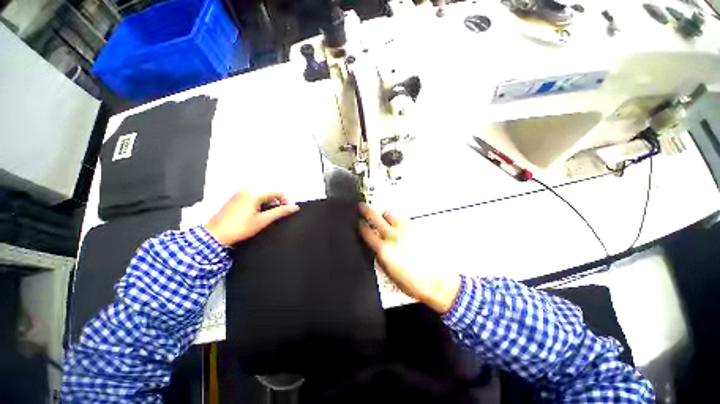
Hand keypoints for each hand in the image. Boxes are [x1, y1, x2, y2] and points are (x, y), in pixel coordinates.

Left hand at [206, 190, 298, 245]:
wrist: (214, 236)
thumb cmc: (240, 228)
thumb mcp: (263, 220)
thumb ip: (280, 212)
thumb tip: (294, 207)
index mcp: (254, 193)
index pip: (277, 192)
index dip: (286, 201)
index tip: (288, 211)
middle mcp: (246, 190)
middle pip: (269, 194)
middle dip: (276, 203)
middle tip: (278, 216)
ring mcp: (239, 194)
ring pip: (261, 197)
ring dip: (268, 205)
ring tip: (268, 217)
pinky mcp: (234, 199)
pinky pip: (253, 199)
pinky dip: (259, 205)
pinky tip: (257, 215)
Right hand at [359, 205, 460, 313]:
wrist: (440, 282)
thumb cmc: (413, 283)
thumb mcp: (390, 275)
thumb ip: (380, 257)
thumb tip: (375, 247)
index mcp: (384, 250)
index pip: (367, 232)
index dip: (360, 225)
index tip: (358, 222)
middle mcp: (393, 236)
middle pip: (375, 217)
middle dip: (366, 210)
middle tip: (361, 206)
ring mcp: (406, 230)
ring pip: (390, 214)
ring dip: (384, 216)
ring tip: (384, 219)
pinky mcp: (417, 228)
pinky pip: (403, 218)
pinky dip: (398, 220)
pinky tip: (400, 226)